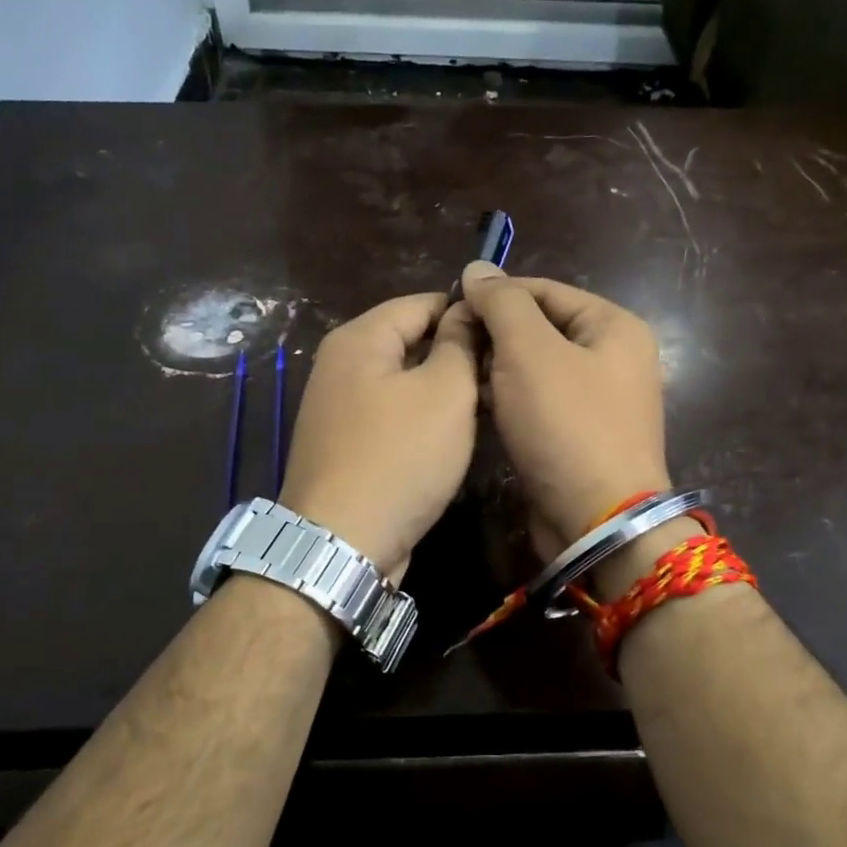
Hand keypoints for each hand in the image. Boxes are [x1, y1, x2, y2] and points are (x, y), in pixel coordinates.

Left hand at [278, 293, 477, 581]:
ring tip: (487, 407)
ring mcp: (338, 408)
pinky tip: (452, 438)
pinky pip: (391, 416)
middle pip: (410, 342)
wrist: (342, 543)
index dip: (468, 313)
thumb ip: (460, 344)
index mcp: (359, 338)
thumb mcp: (445, 392)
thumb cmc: (400, 457)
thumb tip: (467, 311)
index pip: (422, 303)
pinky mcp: (344, 446)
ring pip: (403, 383)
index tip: (508, 336)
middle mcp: (340, 365)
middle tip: (503, 376)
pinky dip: (421, 420)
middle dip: (457, 354)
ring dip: (443, 391)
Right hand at [460, 262, 670, 558]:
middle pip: (541, 329)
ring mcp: (600, 402)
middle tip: (450, 349)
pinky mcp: (581, 438)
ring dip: (497, 371)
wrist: (597, 521)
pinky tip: (477, 408)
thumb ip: (502, 304)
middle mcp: (614, 358)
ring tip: (457, 377)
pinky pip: (539, 405)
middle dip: (494, 336)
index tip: (450, 310)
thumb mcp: (529, 351)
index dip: (495, 295)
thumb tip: (477, 268)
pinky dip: (510, 402)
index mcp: (614, 326)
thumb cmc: (566, 425)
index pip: (544, 290)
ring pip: (536, 370)